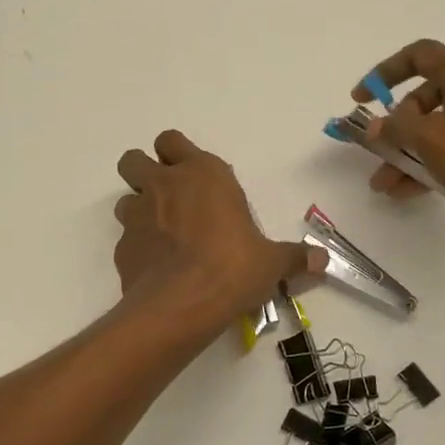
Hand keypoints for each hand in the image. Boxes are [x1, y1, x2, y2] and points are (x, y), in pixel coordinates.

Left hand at [113, 131, 323, 322]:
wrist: (183, 304)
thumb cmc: (233, 268)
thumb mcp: (271, 263)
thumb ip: (294, 257)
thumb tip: (323, 261)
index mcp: (202, 174)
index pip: (171, 140)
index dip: (176, 154)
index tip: (190, 174)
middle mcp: (164, 185)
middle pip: (133, 159)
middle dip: (143, 172)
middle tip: (166, 197)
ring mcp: (136, 215)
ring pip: (124, 198)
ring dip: (138, 210)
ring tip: (161, 236)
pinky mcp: (121, 247)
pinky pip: (125, 238)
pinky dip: (137, 248)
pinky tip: (155, 268)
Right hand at [354, 40, 444, 247]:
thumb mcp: (432, 140)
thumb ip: (396, 128)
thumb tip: (376, 125)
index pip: (418, 55)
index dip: (384, 72)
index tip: (361, 98)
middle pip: (425, 98)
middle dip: (395, 128)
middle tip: (377, 153)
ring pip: (438, 129)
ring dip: (408, 154)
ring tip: (385, 185)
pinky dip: (432, 164)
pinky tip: (410, 192)